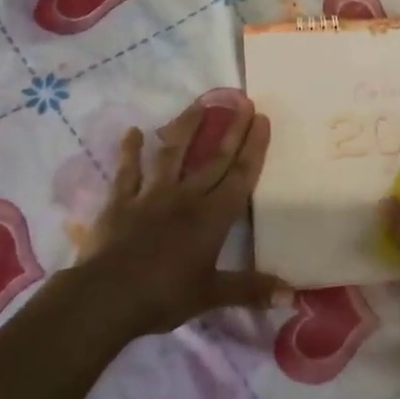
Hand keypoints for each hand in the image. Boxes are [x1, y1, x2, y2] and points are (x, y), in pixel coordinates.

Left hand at [74, 96, 287, 337]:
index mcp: (212, 218)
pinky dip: (129, 151)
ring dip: (186, 128)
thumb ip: (251, 289)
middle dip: (231, 130)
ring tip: (198, 104)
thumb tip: (293, 295)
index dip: (253, 148)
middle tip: (243, 101)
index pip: (240, 177)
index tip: (262, 119)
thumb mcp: (212, 295)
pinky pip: (127, 171)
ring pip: (172, 154)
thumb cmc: (164, 296)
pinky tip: (132, 131)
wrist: (106, 297)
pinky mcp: (121, 201)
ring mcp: (151, 195)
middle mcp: (186, 197)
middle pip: (214, 159)